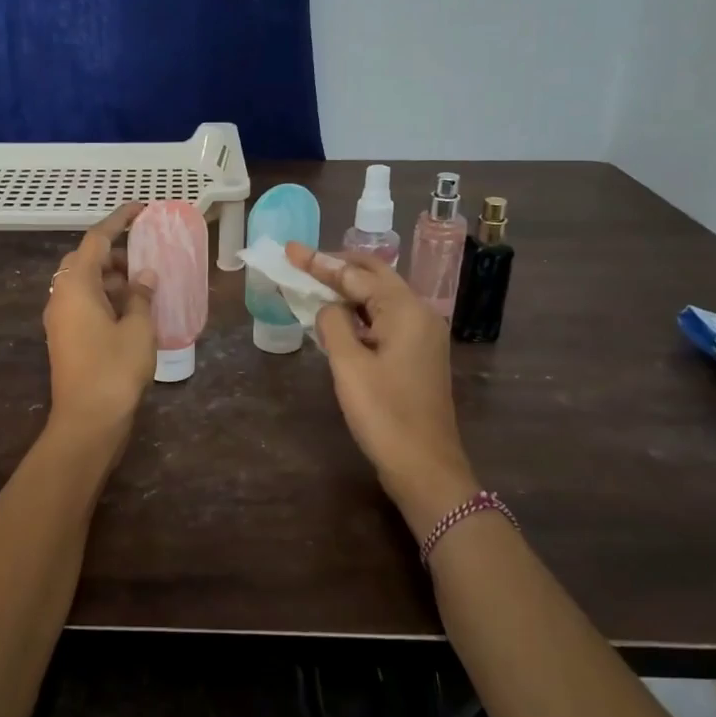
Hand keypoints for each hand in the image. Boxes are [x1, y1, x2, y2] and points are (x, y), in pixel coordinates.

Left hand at [44, 204, 157, 435]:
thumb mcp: (137, 328)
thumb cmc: (114, 369)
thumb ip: (141, 295)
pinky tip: (131, 310)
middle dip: (115, 254)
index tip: (140, 209)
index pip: (96, 239)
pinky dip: (105, 298)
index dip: (119, 220)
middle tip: (145, 257)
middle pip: (86, 260)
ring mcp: (59, 318)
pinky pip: (83, 304)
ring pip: (84, 284)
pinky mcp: (64, 337)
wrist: (87, 420)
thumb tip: (144, 276)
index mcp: (76, 285)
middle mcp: (61, 295)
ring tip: (143, 285)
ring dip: (111, 278)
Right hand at [285, 242, 478, 536]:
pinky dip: (358, 312)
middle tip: (301, 261)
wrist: (425, 466)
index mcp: (406, 311)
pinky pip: (384, 320)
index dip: (320, 262)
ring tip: (312, 283)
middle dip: (337, 267)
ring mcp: (422, 336)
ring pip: (380, 298)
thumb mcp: (349, 366)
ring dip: (347, 289)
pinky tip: (337, 318)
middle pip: (374, 277)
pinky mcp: (417, 355)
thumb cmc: (385, 415)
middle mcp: (420, 314)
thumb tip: (328, 307)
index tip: (290, 250)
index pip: (356, 275)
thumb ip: (333, 325)